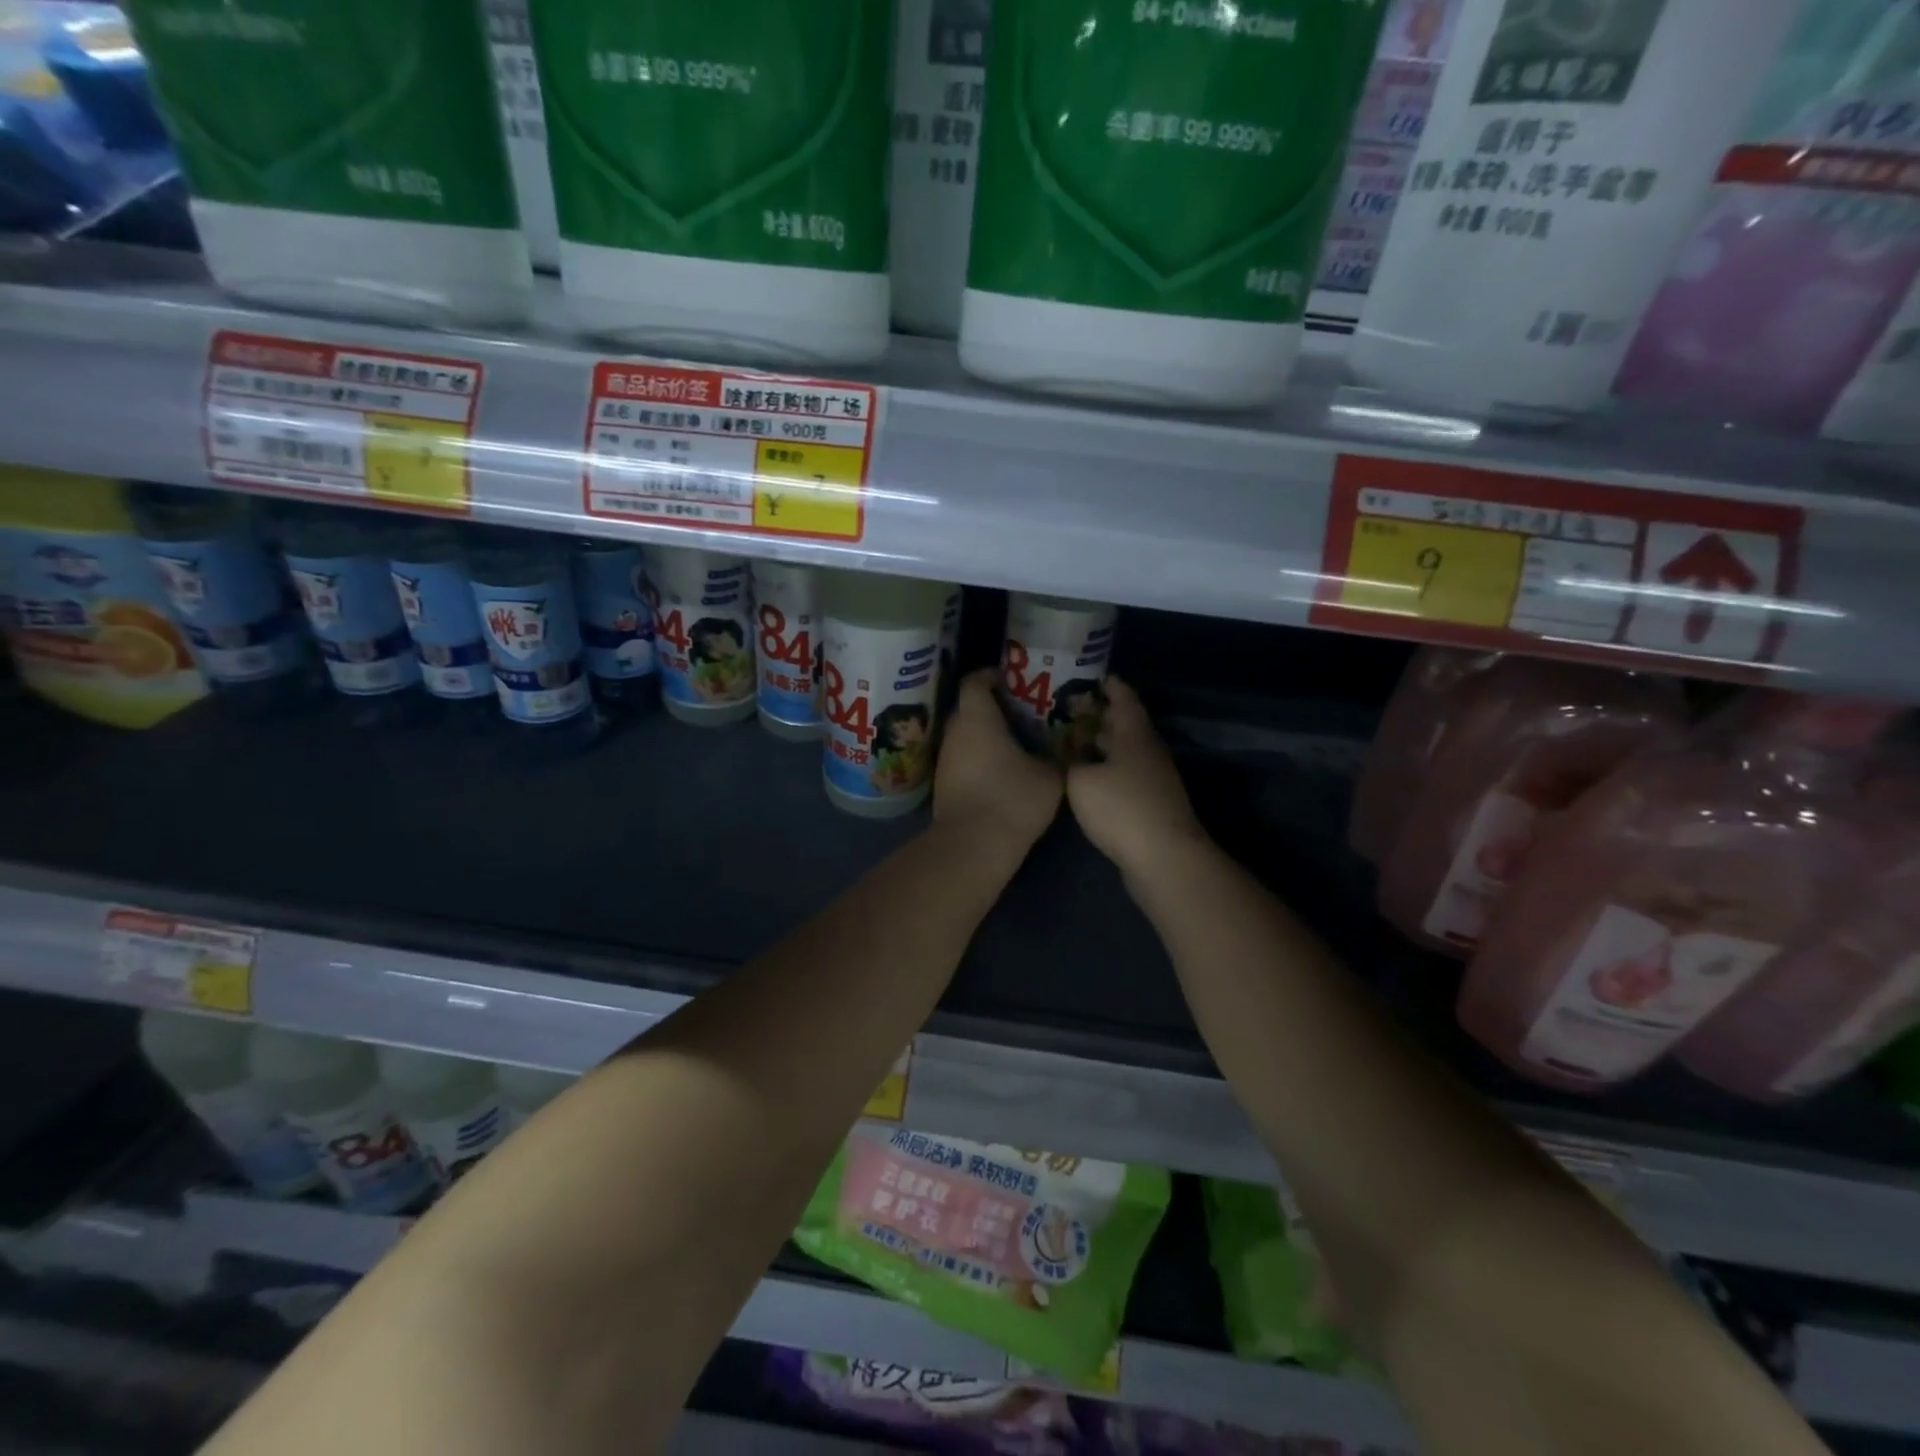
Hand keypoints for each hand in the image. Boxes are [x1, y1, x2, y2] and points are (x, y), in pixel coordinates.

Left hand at [934, 669, 1061, 855]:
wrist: (972, 846)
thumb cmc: (1012, 799)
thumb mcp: (1049, 776)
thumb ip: (1055, 757)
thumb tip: (1063, 751)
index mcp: (977, 718)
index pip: (975, 681)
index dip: (992, 675)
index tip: (1012, 680)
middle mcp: (955, 732)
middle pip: (969, 707)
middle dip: (993, 706)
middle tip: (1022, 712)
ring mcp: (945, 759)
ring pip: (965, 735)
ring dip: (986, 735)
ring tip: (1016, 742)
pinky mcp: (943, 784)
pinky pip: (962, 758)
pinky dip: (979, 757)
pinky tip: (1002, 770)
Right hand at [1067, 676, 1209, 883]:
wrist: (1163, 857)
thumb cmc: (1122, 808)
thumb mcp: (1080, 781)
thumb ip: (1069, 763)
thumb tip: (1065, 757)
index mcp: (1134, 734)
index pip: (1124, 697)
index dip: (1108, 685)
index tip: (1088, 677)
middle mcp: (1147, 750)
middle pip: (1124, 724)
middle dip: (1098, 716)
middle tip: (1066, 711)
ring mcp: (1153, 779)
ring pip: (1124, 752)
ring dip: (1100, 746)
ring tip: (1069, 742)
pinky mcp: (1150, 804)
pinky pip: (1124, 776)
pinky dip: (1105, 770)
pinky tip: (1084, 779)